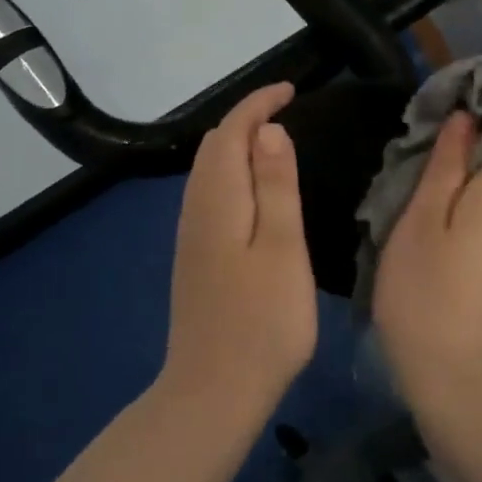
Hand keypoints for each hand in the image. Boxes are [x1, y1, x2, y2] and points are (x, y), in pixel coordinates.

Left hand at [160, 82, 316, 422]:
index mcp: (217, 199)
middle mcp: (195, 209)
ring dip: (237, 145)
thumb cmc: (262, 321)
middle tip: (288, 112)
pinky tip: (255, 192)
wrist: (213, 391)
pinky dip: (233, 173)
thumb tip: (268, 130)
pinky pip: (210, 194)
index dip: (258, 103)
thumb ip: (276, 186)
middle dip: (246, 119)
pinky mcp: (195, 257)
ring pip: (209, 170)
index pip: (230, 131)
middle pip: (214, 146)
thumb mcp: (282, 248)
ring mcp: (191, 235)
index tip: (291, 90)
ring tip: (276, 143)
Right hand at [372, 108, 481, 414]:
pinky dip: (466, 196)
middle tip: (424, 131)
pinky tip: (431, 207)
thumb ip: (445, 167)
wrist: (451, 376)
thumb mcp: (422, 220)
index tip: (457, 96)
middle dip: (475, 132)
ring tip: (420, 164)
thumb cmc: (426, 291)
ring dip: (466, 166)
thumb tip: (465, 119)